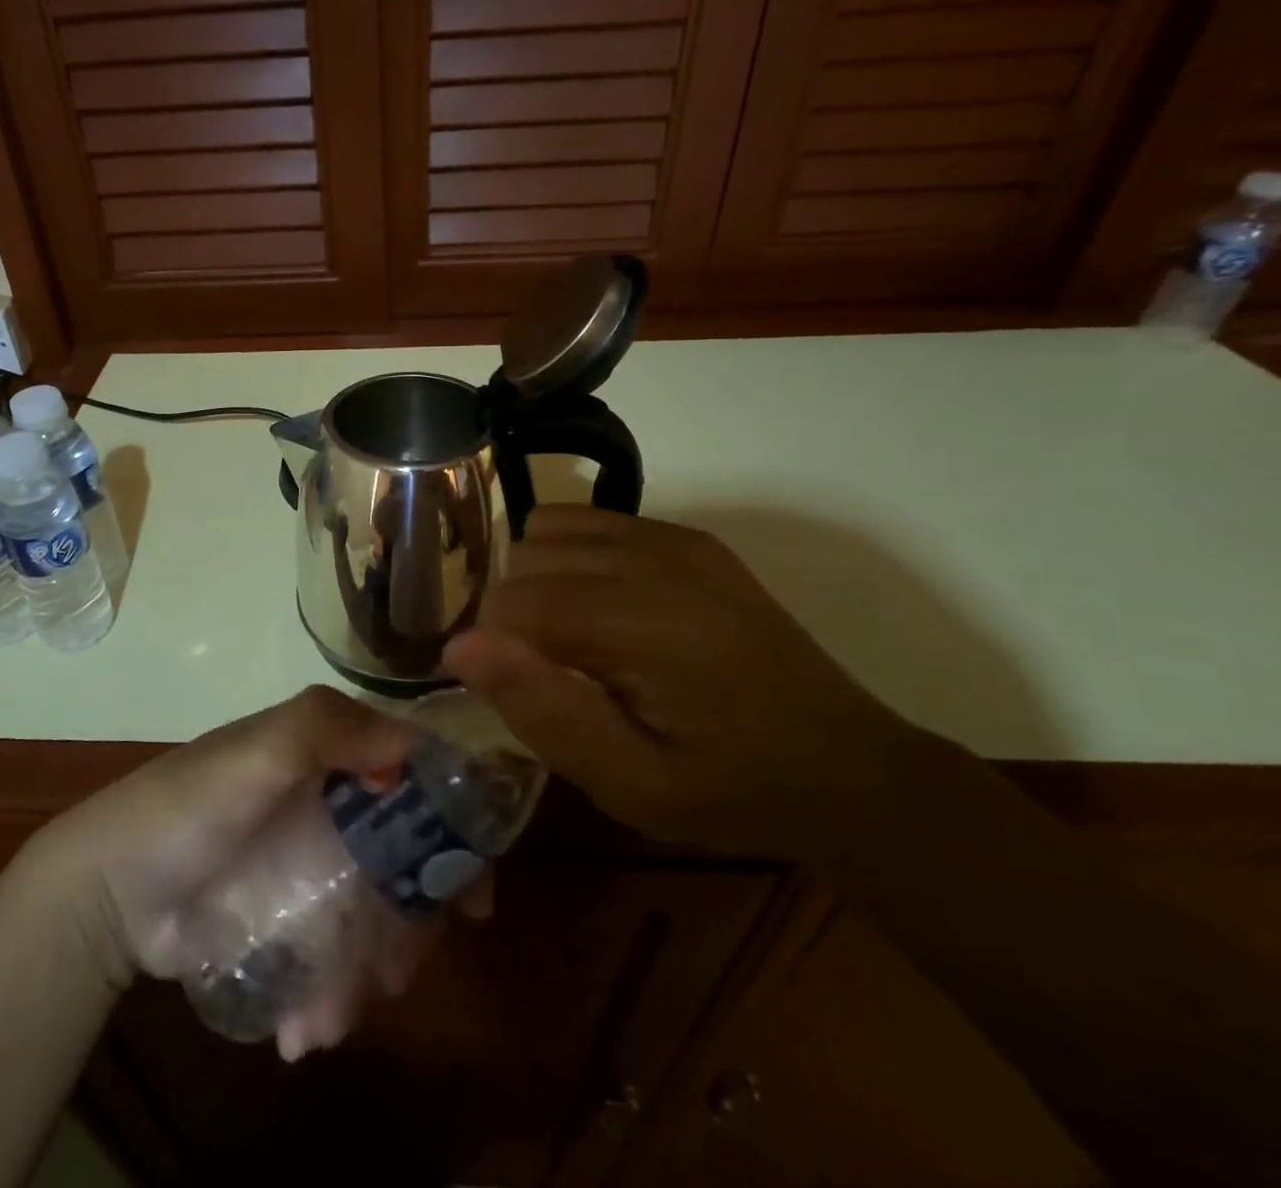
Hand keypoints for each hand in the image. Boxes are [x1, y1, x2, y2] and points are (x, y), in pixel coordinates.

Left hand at [24, 687, 487, 1058]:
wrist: (111, 887)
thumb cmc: (188, 805)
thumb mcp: (255, 752)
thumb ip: (325, 730)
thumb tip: (416, 744)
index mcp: (336, 754)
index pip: (418, 778)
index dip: (455, 829)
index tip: (472, 893)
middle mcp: (336, 805)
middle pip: (408, 862)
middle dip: (413, 924)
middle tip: (395, 972)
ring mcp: (316, 866)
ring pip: (377, 919)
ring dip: (368, 976)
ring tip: (331, 1016)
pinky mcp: (293, 919)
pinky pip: (338, 957)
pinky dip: (334, 996)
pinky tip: (303, 1029)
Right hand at [443, 507, 924, 858]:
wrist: (846, 767)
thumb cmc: (730, 788)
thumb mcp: (631, 783)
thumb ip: (544, 711)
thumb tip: (461, 646)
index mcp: (643, 620)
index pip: (511, 602)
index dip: (495, 650)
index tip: (518, 692)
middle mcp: (654, 558)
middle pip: (524, 557)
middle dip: (513, 615)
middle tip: (547, 673)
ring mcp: (674, 538)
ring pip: (548, 530)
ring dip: (537, 580)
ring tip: (568, 639)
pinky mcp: (687, 537)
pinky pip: (588, 520)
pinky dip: (569, 556)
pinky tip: (598, 606)